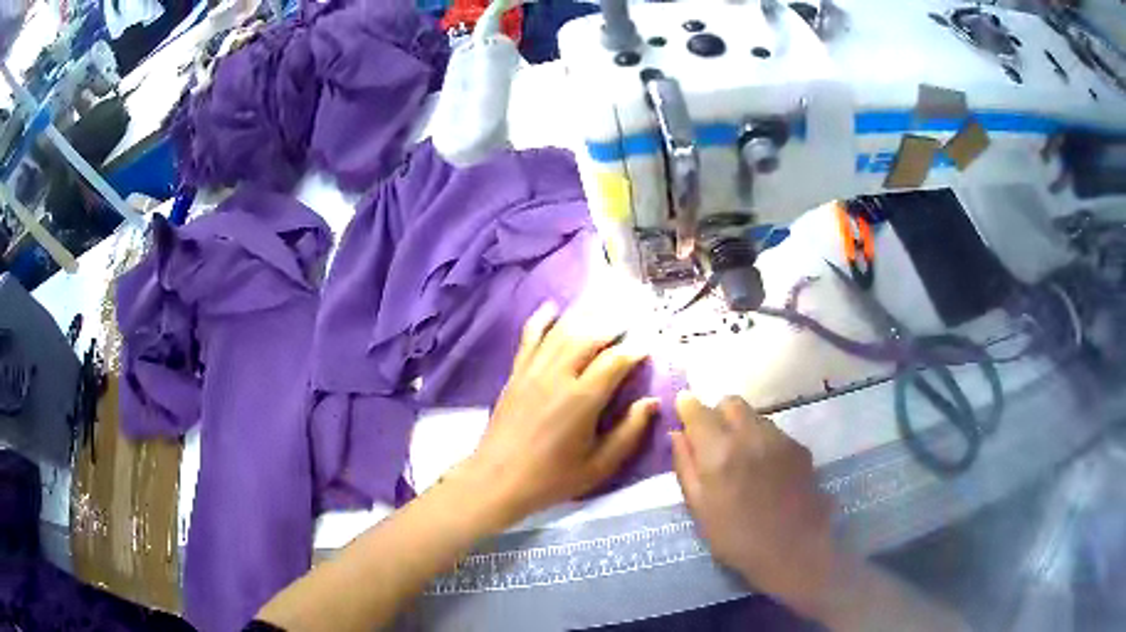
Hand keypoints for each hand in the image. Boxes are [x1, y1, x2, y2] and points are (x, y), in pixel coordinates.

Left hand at [460, 302, 659, 526]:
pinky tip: (553, 308)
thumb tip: (650, 402)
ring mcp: (533, 371)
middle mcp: (558, 375)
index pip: (615, 361)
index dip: (636, 350)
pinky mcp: (516, 373)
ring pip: (562, 331)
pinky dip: (542, 319)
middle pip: (590, 336)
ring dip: (585, 317)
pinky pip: (530, 337)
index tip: (650, 347)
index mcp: (582, 399)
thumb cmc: (552, 478)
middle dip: (614, 327)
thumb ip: (628, 433)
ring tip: (605, 310)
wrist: (497, 480)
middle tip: (632, 325)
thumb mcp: (599, 466)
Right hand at [671, 393, 838, 615]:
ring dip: (741, 427)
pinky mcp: (799, 447)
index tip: (683, 411)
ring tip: (742, 460)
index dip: (687, 406)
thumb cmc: (737, 539)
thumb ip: (685, 466)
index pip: (698, 409)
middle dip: (717, 414)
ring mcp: (779, 438)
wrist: (794, 551)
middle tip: (714, 442)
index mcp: (719, 452)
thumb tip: (677, 434)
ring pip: (754, 415)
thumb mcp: (700, 509)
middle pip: (730, 403)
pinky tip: (766, 470)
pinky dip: (762, 440)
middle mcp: (750, 435)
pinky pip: (774, 431)